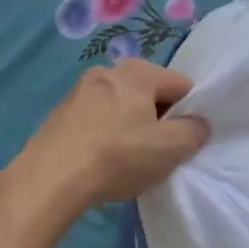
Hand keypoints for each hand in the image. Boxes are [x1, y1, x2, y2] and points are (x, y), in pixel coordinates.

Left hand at [4, 59, 208, 224]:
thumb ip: (193, 132)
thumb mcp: (169, 149)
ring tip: (127, 160)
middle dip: (158, 119)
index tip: (184, 141)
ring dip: (130, 127)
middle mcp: (108, 70)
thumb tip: (197, 123)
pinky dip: (105, 133)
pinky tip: (101, 160)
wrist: (50, 177)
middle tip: (157, 153)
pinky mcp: (62, 111)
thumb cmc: (117, 156)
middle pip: (149, 92)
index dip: (190, 112)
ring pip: (121, 105)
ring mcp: (80, 89)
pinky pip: (97, 117)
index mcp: (138, 71)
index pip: (181, 84)